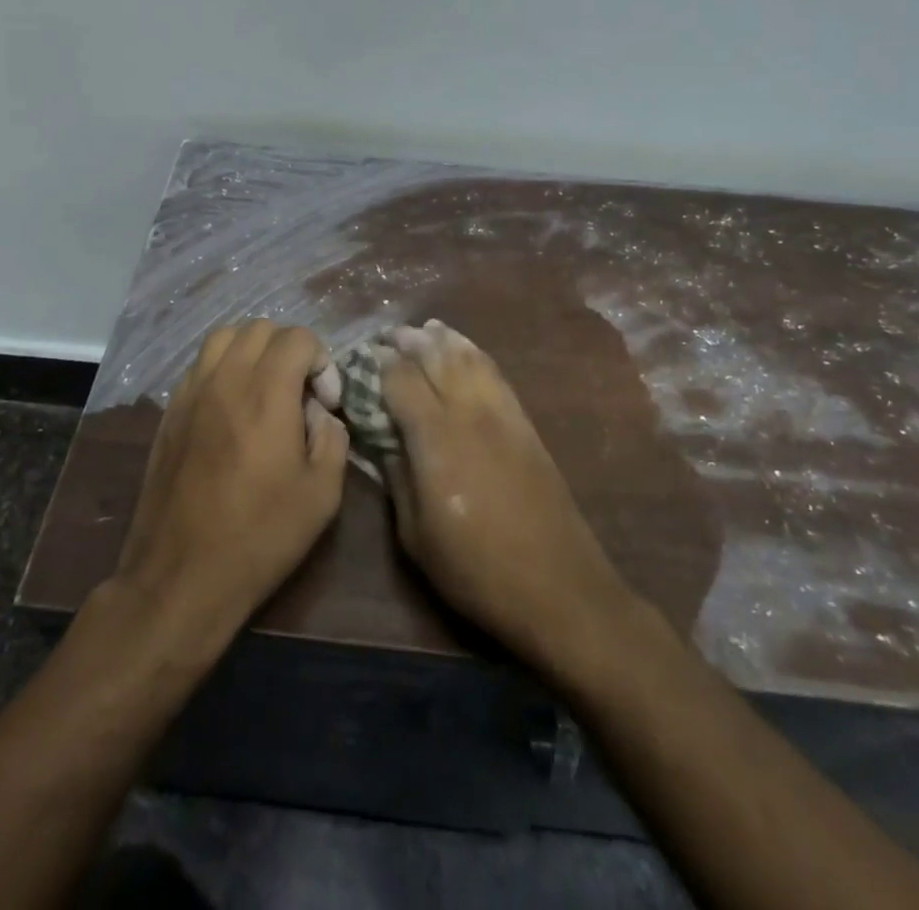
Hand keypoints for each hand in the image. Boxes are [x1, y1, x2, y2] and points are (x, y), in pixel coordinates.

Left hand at [114, 320, 349, 648]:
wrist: (181, 575)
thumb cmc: (260, 536)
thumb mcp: (322, 494)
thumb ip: (332, 438)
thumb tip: (320, 414)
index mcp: (267, 392)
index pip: (298, 337)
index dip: (322, 362)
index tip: (326, 403)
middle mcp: (226, 379)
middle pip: (260, 328)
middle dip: (290, 349)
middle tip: (300, 392)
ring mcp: (191, 392)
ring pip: (224, 337)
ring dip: (253, 350)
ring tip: (265, 388)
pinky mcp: (169, 412)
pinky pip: (199, 365)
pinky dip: (223, 367)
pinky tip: (232, 407)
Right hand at [378, 320, 636, 676]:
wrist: (557, 586)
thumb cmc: (475, 569)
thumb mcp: (415, 535)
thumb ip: (396, 476)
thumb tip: (381, 437)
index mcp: (434, 438)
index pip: (400, 379)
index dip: (378, 364)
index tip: (361, 360)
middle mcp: (468, 412)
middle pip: (434, 356)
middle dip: (407, 341)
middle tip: (387, 338)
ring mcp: (501, 412)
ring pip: (467, 356)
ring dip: (441, 339)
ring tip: (422, 331)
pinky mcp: (524, 421)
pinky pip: (494, 372)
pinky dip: (473, 352)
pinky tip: (463, 350)